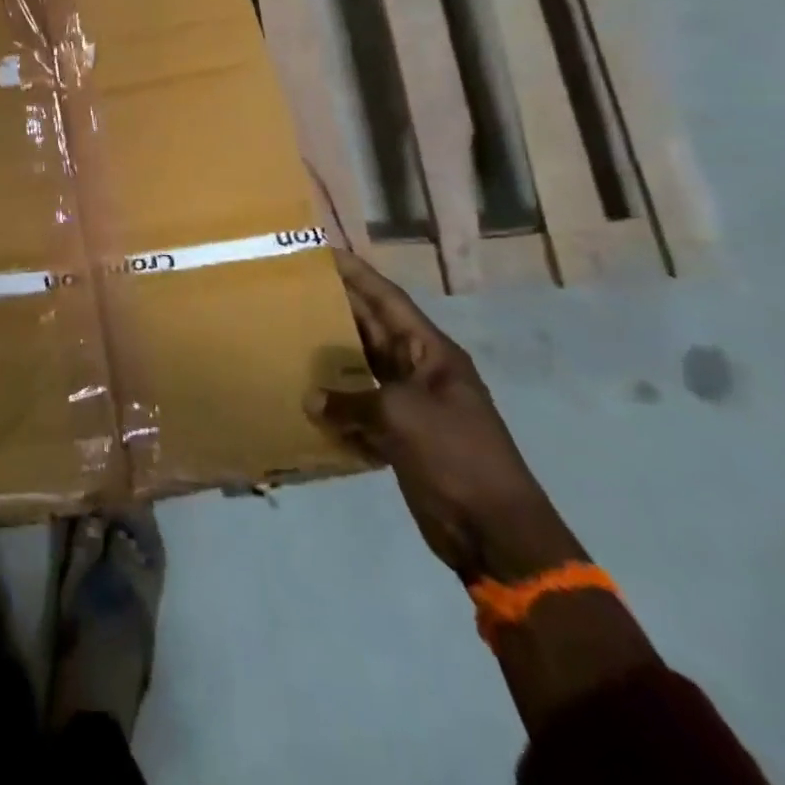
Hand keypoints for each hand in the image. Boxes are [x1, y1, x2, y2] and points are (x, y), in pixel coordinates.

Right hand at [315, 251, 582, 583]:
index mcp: (431, 353)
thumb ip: (351, 400)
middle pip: (372, 329)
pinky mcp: (401, 436)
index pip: (388, 300)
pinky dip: (337, 404)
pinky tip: (307, 399)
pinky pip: (362, 408)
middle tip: (291, 292)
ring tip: (289, 338)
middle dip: (336, 311)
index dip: (357, 275)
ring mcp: (411, 405)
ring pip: (364, 368)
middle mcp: (420, 371)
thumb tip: (312, 400)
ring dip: (332, 358)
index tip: (322, 252)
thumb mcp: (400, 417)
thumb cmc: (455, 457)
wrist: (495, 532)